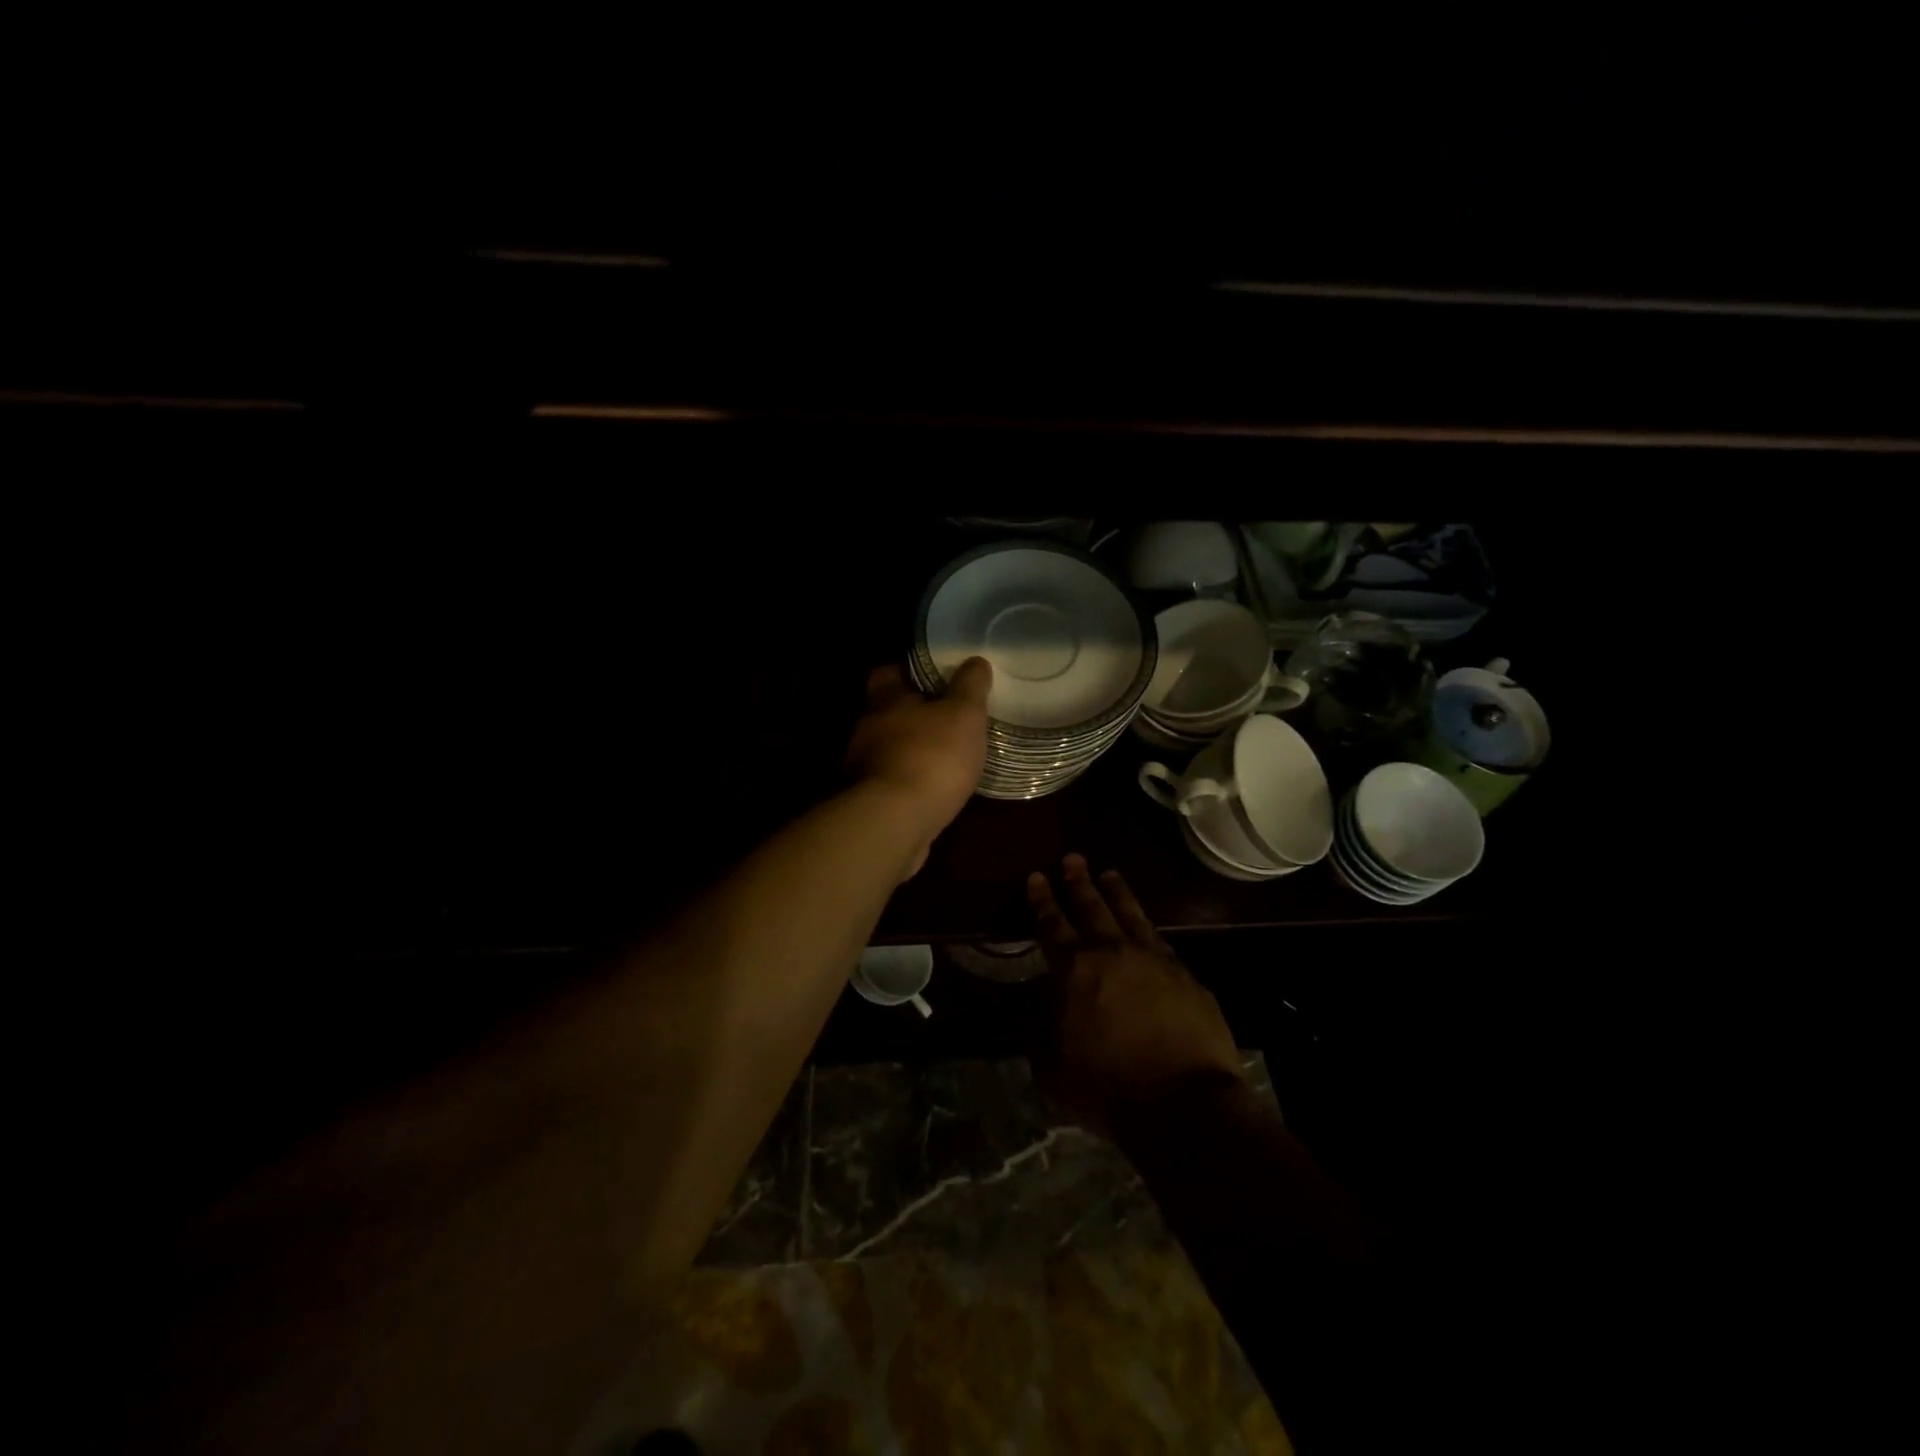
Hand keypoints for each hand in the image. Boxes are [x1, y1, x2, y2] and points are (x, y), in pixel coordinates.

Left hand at [844, 658, 991, 877]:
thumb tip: (975, 661)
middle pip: (887, 713)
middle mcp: (867, 730)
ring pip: (889, 750)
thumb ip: (970, 686)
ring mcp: (862, 769)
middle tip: (947, 719)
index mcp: (885, 700)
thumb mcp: (963, 714)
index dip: (907, 672)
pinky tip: (933, 792)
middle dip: (913, 716)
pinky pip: (892, 784)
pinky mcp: (868, 803)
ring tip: (945, 759)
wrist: (894, 822)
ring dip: (911, 752)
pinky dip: (910, 784)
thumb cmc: (931, 756)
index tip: (932, 677)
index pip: (886, 673)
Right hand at [1027, 855, 1244, 1134]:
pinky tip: (1147, 924)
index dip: (1042, 901)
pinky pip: (1161, 940)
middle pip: (1092, 908)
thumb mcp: (1053, 1066)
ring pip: (1130, 914)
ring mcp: (1154, 960)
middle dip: (1078, 882)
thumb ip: (1038, 1030)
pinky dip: (1148, 927)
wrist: (1183, 1105)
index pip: (1052, 926)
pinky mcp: (1185, 975)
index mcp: (1074, 970)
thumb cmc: (1107, 1088)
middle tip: (1072, 858)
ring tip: (1109, 874)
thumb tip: (1033, 1005)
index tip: (1037, 877)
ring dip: (1117, 892)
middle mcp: (1113, 953)